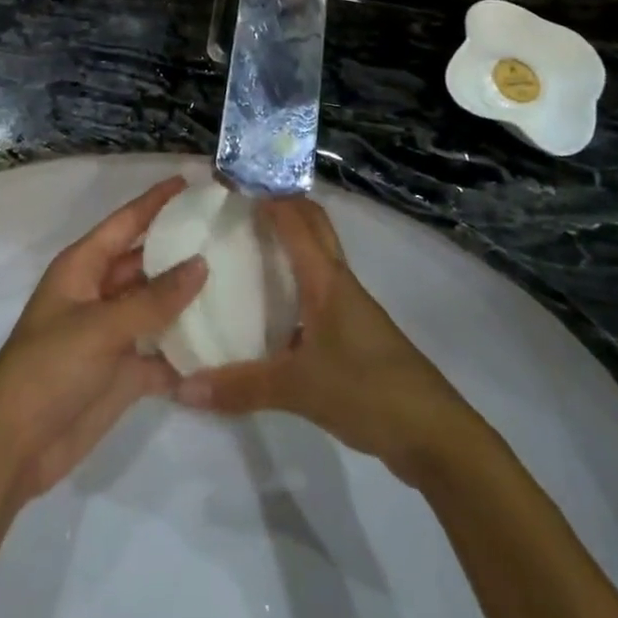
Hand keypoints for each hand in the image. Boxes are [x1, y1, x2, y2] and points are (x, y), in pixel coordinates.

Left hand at [0, 176, 206, 501]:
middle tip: (228, 235)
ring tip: (238, 282)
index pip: (125, 223)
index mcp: (82, 268)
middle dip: (180, 249)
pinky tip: (225, 345)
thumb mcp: (101, 327)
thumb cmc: (49, 368)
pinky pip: (162, 352)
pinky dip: (187, 350)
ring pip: (157, 306)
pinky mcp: (124, 372)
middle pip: (145, 262)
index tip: (190, 183)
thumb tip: (201, 263)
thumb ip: (154, 299)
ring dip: (189, 299)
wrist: (15, 446)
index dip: (155, 202)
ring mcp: (112, 333)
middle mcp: (99, 293)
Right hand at [176, 198, 472, 486]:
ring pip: (318, 257)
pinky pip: (320, 289)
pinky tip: (270, 305)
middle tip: (239, 203)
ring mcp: (352, 308)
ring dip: (290, 241)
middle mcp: (339, 283)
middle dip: (281, 206)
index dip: (267, 194)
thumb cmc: (368, 391)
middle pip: (313, 226)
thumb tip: (182, 388)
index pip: (295, 220)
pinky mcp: (356, 334)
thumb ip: (240, 387)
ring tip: (246, 244)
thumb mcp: (298, 389)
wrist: (435, 436)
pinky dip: (296, 280)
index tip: (231, 180)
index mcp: (326, 280)